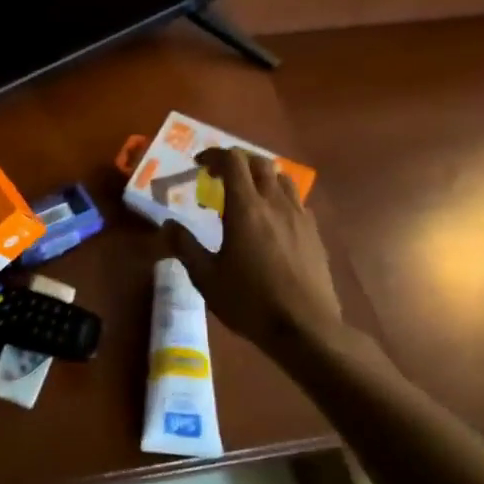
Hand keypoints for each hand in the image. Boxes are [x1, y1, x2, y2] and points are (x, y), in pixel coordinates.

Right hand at [161, 148, 349, 353]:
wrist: (305, 327)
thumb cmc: (249, 301)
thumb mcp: (206, 277)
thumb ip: (186, 247)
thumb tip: (168, 224)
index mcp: (246, 208)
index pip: (233, 162)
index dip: (215, 156)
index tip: (199, 165)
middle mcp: (275, 203)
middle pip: (260, 163)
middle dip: (238, 162)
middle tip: (220, 177)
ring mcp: (299, 217)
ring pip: (283, 179)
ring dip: (262, 177)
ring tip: (248, 194)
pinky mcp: (314, 234)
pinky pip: (297, 201)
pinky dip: (280, 198)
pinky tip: (271, 221)